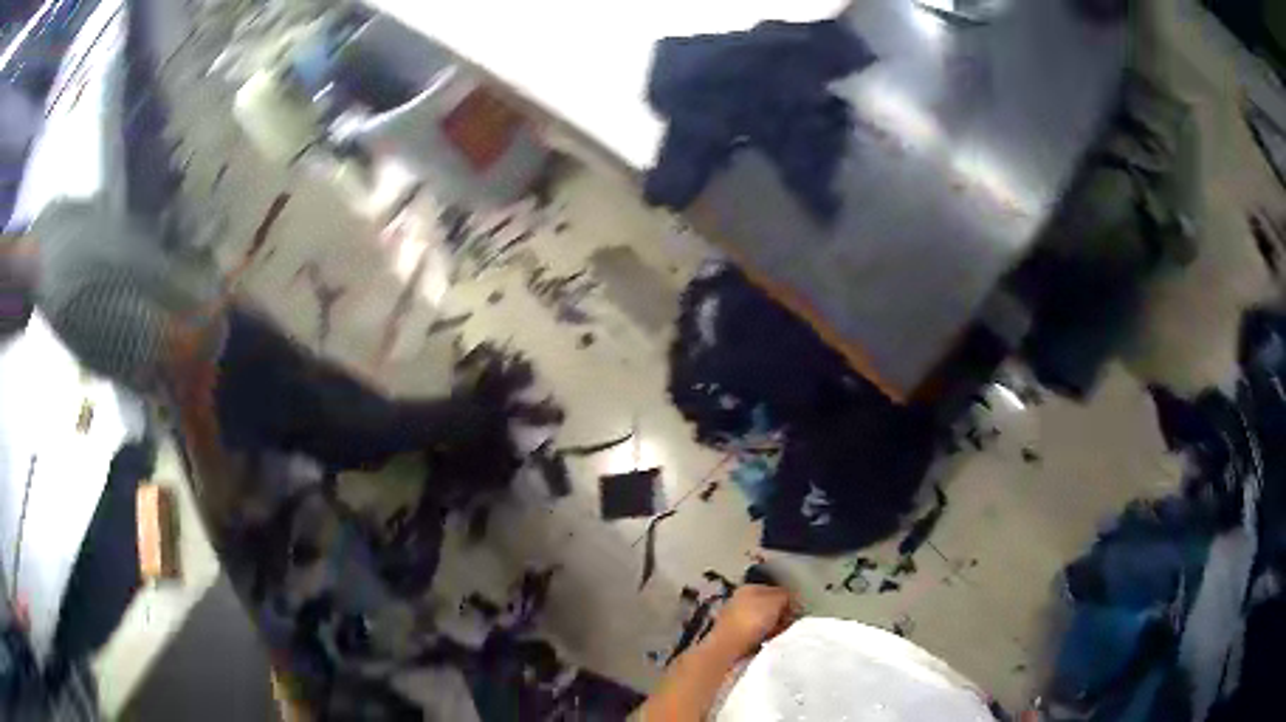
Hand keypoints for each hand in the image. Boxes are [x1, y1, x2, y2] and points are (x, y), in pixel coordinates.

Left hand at [709, 585, 793, 657]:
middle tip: (789, 626)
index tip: (797, 613)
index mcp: (749, 588)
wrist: (728, 647)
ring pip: (763, 622)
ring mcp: (735, 619)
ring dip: (773, 629)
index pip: (776, 591)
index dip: (789, 601)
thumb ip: (785, 596)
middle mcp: (740, 600)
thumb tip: (788, 601)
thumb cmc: (753, 619)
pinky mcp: (734, 636)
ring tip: (778, 636)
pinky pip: (756, 635)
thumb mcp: (776, 600)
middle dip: (781, 617)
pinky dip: (764, 639)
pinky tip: (768, 643)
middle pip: (769, 608)